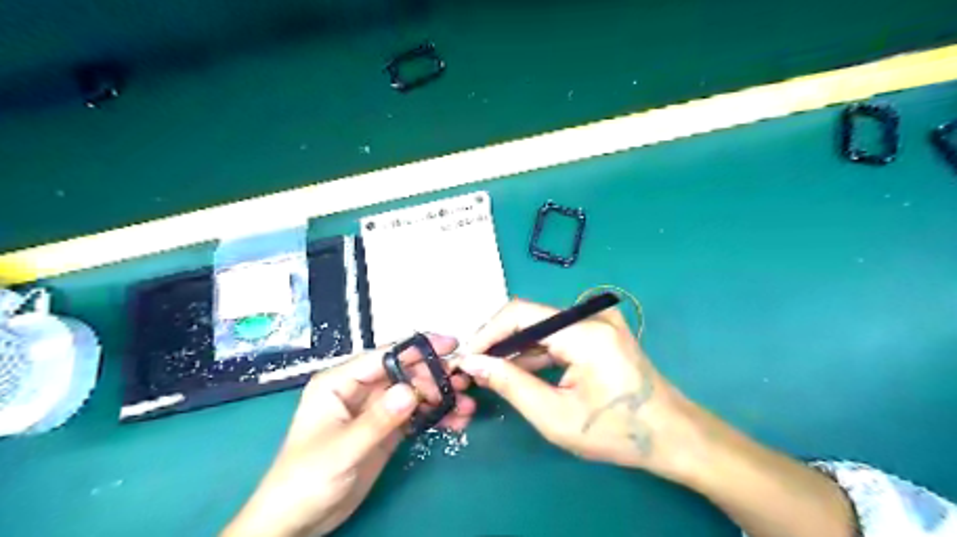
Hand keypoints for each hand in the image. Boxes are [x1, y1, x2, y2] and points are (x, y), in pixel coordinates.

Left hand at [225, 336, 477, 536]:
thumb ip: (377, 420)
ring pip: (413, 393)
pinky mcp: (386, 430)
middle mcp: (359, 390)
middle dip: (435, 376)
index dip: (418, 349)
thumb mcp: (343, 449)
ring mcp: (375, 410)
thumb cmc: (306, 479)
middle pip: (404, 373)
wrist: (297, 522)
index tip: (451, 345)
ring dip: (440, 397)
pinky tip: (455, 421)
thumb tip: (411, 390)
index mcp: (340, 382)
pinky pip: (415, 415)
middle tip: (463, 383)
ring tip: (466, 406)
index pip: (384, 357)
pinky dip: (435, 416)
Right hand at [456, 297, 687, 477]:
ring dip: (515, 348)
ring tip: (490, 372)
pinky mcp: (599, 330)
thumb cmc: (616, 432)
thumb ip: (510, 384)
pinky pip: (557, 335)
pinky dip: (536, 352)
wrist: (672, 435)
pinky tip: (518, 370)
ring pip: (541, 327)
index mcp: (585, 332)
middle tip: (475, 368)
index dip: (488, 332)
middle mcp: (591, 316)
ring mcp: (597, 321)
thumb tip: (473, 363)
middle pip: (530, 318)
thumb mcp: (554, 415)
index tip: (467, 357)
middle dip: (499, 342)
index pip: (521, 313)